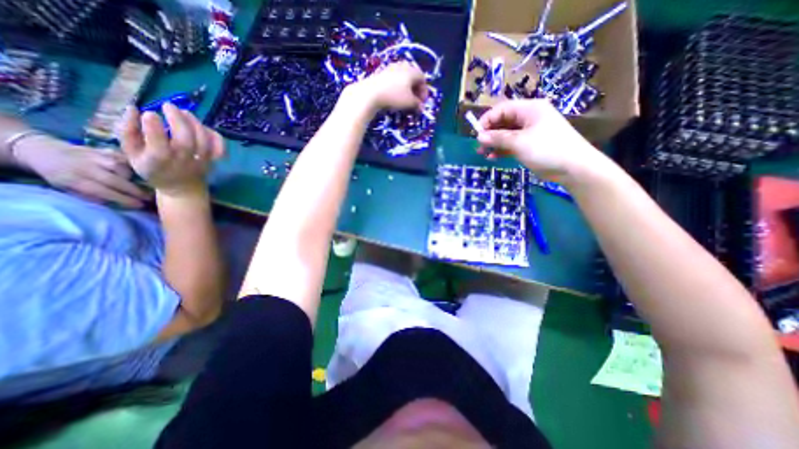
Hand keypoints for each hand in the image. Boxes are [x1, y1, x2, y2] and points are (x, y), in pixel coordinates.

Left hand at [13, 135, 150, 208]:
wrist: (41, 149)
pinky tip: (138, 172)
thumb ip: (91, 195)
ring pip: (124, 169)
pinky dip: (135, 167)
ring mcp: (97, 156)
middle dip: (136, 191)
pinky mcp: (105, 150)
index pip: (103, 191)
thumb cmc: (59, 174)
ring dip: (136, 178)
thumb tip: (117, 203)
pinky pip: (127, 160)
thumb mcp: (67, 188)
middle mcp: (86, 167)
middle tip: (150, 197)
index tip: (140, 205)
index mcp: (73, 179)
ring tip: (142, 183)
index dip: (124, 199)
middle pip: (117, 180)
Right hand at [123, 103, 226, 196]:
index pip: (158, 141)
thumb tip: (133, 109)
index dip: (153, 126)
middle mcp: (183, 159)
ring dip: (195, 123)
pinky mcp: (213, 161)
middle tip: (169, 106)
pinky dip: (216, 137)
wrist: (181, 187)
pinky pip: (220, 148)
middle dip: (178, 120)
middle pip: (186, 139)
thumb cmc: (153, 168)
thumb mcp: (131, 152)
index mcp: (159, 159)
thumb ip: (128, 131)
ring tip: (184, 112)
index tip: (150, 113)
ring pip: (203, 141)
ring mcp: (201, 160)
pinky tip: (204, 127)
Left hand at [346, 62, 427, 111]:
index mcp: (412, 70)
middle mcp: (403, 66)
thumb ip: (417, 104)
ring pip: (403, 77)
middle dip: (416, 89)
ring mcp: (391, 68)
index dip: (424, 92)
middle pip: (413, 76)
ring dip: (407, 88)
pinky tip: (395, 95)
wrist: (371, 93)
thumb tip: (421, 108)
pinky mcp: (382, 73)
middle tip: (415, 101)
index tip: (422, 103)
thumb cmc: (394, 96)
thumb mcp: (409, 102)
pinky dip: (398, 87)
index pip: (423, 79)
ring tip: (405, 99)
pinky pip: (395, 79)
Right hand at [473, 100, 612, 183]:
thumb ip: (498, 138)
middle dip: (489, 133)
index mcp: (529, 109)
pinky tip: (492, 157)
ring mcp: (529, 132)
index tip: (476, 133)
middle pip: (503, 121)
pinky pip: (511, 144)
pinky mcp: (529, 145)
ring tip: (482, 152)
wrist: (572, 167)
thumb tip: (479, 136)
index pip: (502, 109)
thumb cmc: (546, 149)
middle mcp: (528, 118)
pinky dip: (501, 150)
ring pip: (506, 134)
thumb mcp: (519, 142)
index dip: (487, 119)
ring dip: (494, 143)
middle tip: (478, 145)